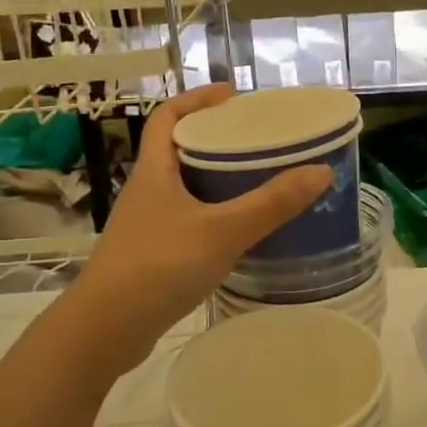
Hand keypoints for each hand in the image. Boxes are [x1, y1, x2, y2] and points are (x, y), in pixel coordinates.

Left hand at [73, 84, 330, 356]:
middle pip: (179, 149)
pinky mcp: (153, 256)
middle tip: (257, 140)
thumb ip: (271, 204)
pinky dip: (213, 216)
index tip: (232, 94)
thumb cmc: (158, 267)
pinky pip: (188, 221)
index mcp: (154, 171)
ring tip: (258, 181)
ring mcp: (147, 225)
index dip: (196, 98)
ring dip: (216, 179)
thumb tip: (321, 171)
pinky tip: (239, 231)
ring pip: (185, 188)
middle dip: (216, 139)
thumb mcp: (221, 231)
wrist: (105, 331)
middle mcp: (147, 192)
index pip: (167, 117)